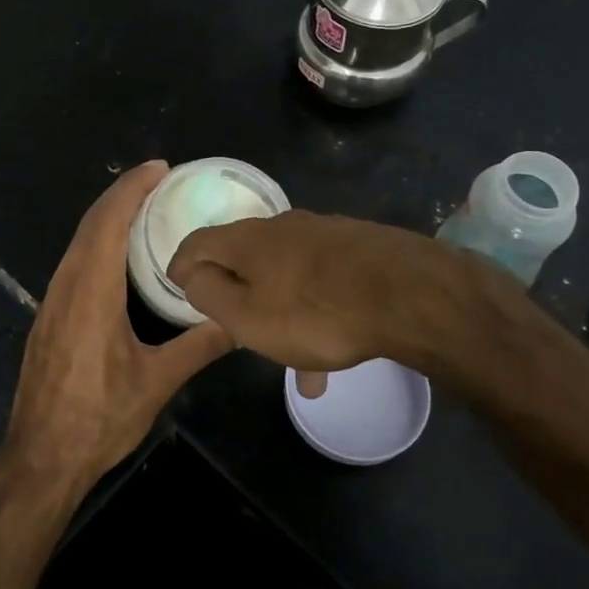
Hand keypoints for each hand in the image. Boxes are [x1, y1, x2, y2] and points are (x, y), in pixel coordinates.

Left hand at [5, 162, 231, 492]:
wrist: (41, 457)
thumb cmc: (98, 418)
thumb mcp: (156, 382)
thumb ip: (199, 346)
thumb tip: (241, 322)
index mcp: (91, 292)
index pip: (109, 223)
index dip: (132, 189)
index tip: (159, 168)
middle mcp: (66, 286)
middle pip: (90, 224)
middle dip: (122, 194)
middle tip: (158, 180)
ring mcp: (52, 301)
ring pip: (77, 242)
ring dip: (107, 217)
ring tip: (143, 208)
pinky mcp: (48, 317)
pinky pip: (72, 262)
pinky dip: (96, 242)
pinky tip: (116, 255)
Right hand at [168, 210, 540, 393]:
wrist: (411, 294)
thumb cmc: (317, 312)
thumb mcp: (248, 316)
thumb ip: (210, 295)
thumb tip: (193, 275)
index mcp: (247, 240)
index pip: (197, 241)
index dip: (180, 264)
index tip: (177, 285)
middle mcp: (282, 225)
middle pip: (244, 256)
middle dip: (236, 291)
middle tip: (236, 326)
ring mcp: (324, 233)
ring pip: (287, 273)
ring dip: (280, 309)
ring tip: (296, 362)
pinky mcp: (358, 245)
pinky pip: (322, 280)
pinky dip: (315, 309)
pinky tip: (335, 348)